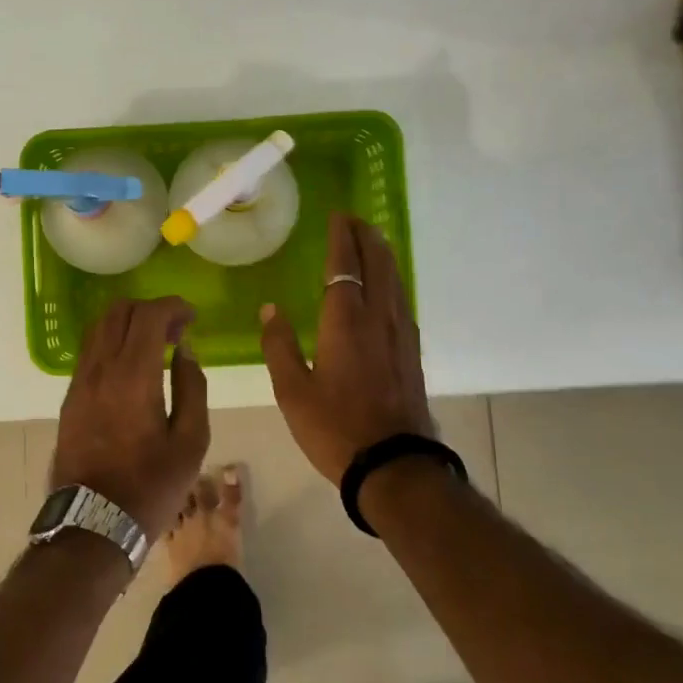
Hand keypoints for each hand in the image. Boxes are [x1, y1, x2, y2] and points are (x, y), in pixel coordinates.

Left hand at [52, 296, 209, 536]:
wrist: (93, 524)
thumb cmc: (151, 486)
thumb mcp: (190, 442)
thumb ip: (192, 387)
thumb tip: (184, 351)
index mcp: (133, 376)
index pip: (148, 316)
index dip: (173, 306)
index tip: (192, 317)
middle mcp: (100, 369)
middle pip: (118, 312)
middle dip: (150, 309)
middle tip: (175, 330)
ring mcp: (79, 383)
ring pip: (99, 328)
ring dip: (128, 324)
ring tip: (155, 346)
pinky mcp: (70, 399)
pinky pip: (90, 352)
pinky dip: (112, 343)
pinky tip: (132, 367)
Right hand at [260, 212, 433, 486]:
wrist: (394, 465)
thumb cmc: (334, 428)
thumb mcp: (292, 391)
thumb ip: (280, 345)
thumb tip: (270, 309)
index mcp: (345, 322)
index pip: (344, 266)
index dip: (341, 238)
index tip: (338, 216)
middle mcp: (378, 318)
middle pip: (377, 265)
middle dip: (367, 238)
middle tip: (355, 220)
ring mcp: (401, 335)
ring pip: (395, 281)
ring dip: (383, 255)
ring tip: (373, 241)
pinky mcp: (412, 353)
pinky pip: (402, 301)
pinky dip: (393, 281)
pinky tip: (389, 287)